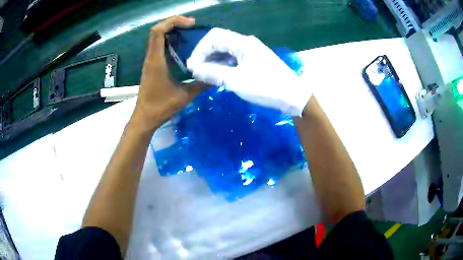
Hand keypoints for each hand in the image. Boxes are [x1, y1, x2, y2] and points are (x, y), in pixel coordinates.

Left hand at [133, 16, 206, 131]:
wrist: (145, 118)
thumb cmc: (161, 107)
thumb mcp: (184, 96)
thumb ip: (201, 84)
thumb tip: (217, 76)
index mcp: (156, 60)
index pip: (158, 31)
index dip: (173, 21)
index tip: (190, 24)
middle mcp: (151, 57)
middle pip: (157, 30)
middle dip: (174, 23)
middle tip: (192, 25)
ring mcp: (150, 61)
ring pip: (158, 37)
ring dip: (172, 31)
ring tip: (190, 32)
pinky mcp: (152, 66)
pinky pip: (159, 46)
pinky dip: (170, 40)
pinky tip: (183, 46)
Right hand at [186, 28, 311, 116]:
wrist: (292, 96)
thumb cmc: (266, 87)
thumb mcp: (237, 81)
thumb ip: (213, 73)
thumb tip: (195, 70)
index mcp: (242, 43)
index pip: (214, 37)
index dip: (199, 50)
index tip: (191, 67)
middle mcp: (246, 43)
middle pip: (219, 42)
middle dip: (205, 55)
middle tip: (196, 71)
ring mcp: (251, 51)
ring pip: (226, 51)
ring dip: (213, 61)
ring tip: (204, 75)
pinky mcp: (254, 60)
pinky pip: (234, 58)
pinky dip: (223, 65)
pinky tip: (218, 75)